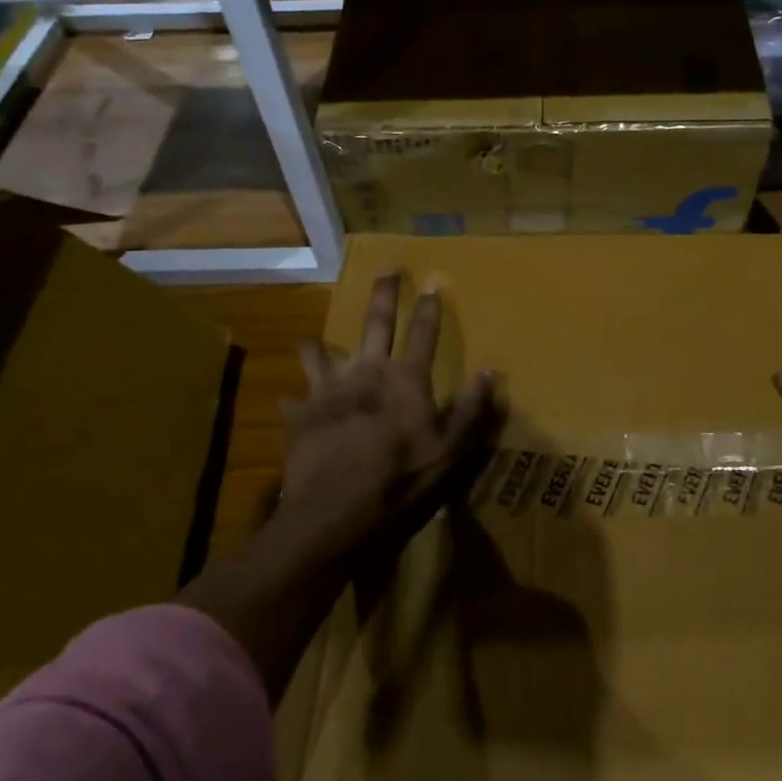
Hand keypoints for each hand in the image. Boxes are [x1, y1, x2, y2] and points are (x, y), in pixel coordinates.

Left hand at [277, 272, 500, 560]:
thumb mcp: (449, 451)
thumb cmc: (399, 479)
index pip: (423, 333)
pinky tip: (291, 404)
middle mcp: (366, 371)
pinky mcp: (301, 413)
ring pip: (319, 352)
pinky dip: (295, 400)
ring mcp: (328, 389)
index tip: (434, 283)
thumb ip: (470, 410)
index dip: (430, 307)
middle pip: (376, 321)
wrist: (334, 510)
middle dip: (384, 293)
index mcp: (404, 378)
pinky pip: (294, 398)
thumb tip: (490, 373)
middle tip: (388, 270)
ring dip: (318, 346)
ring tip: (313, 342)